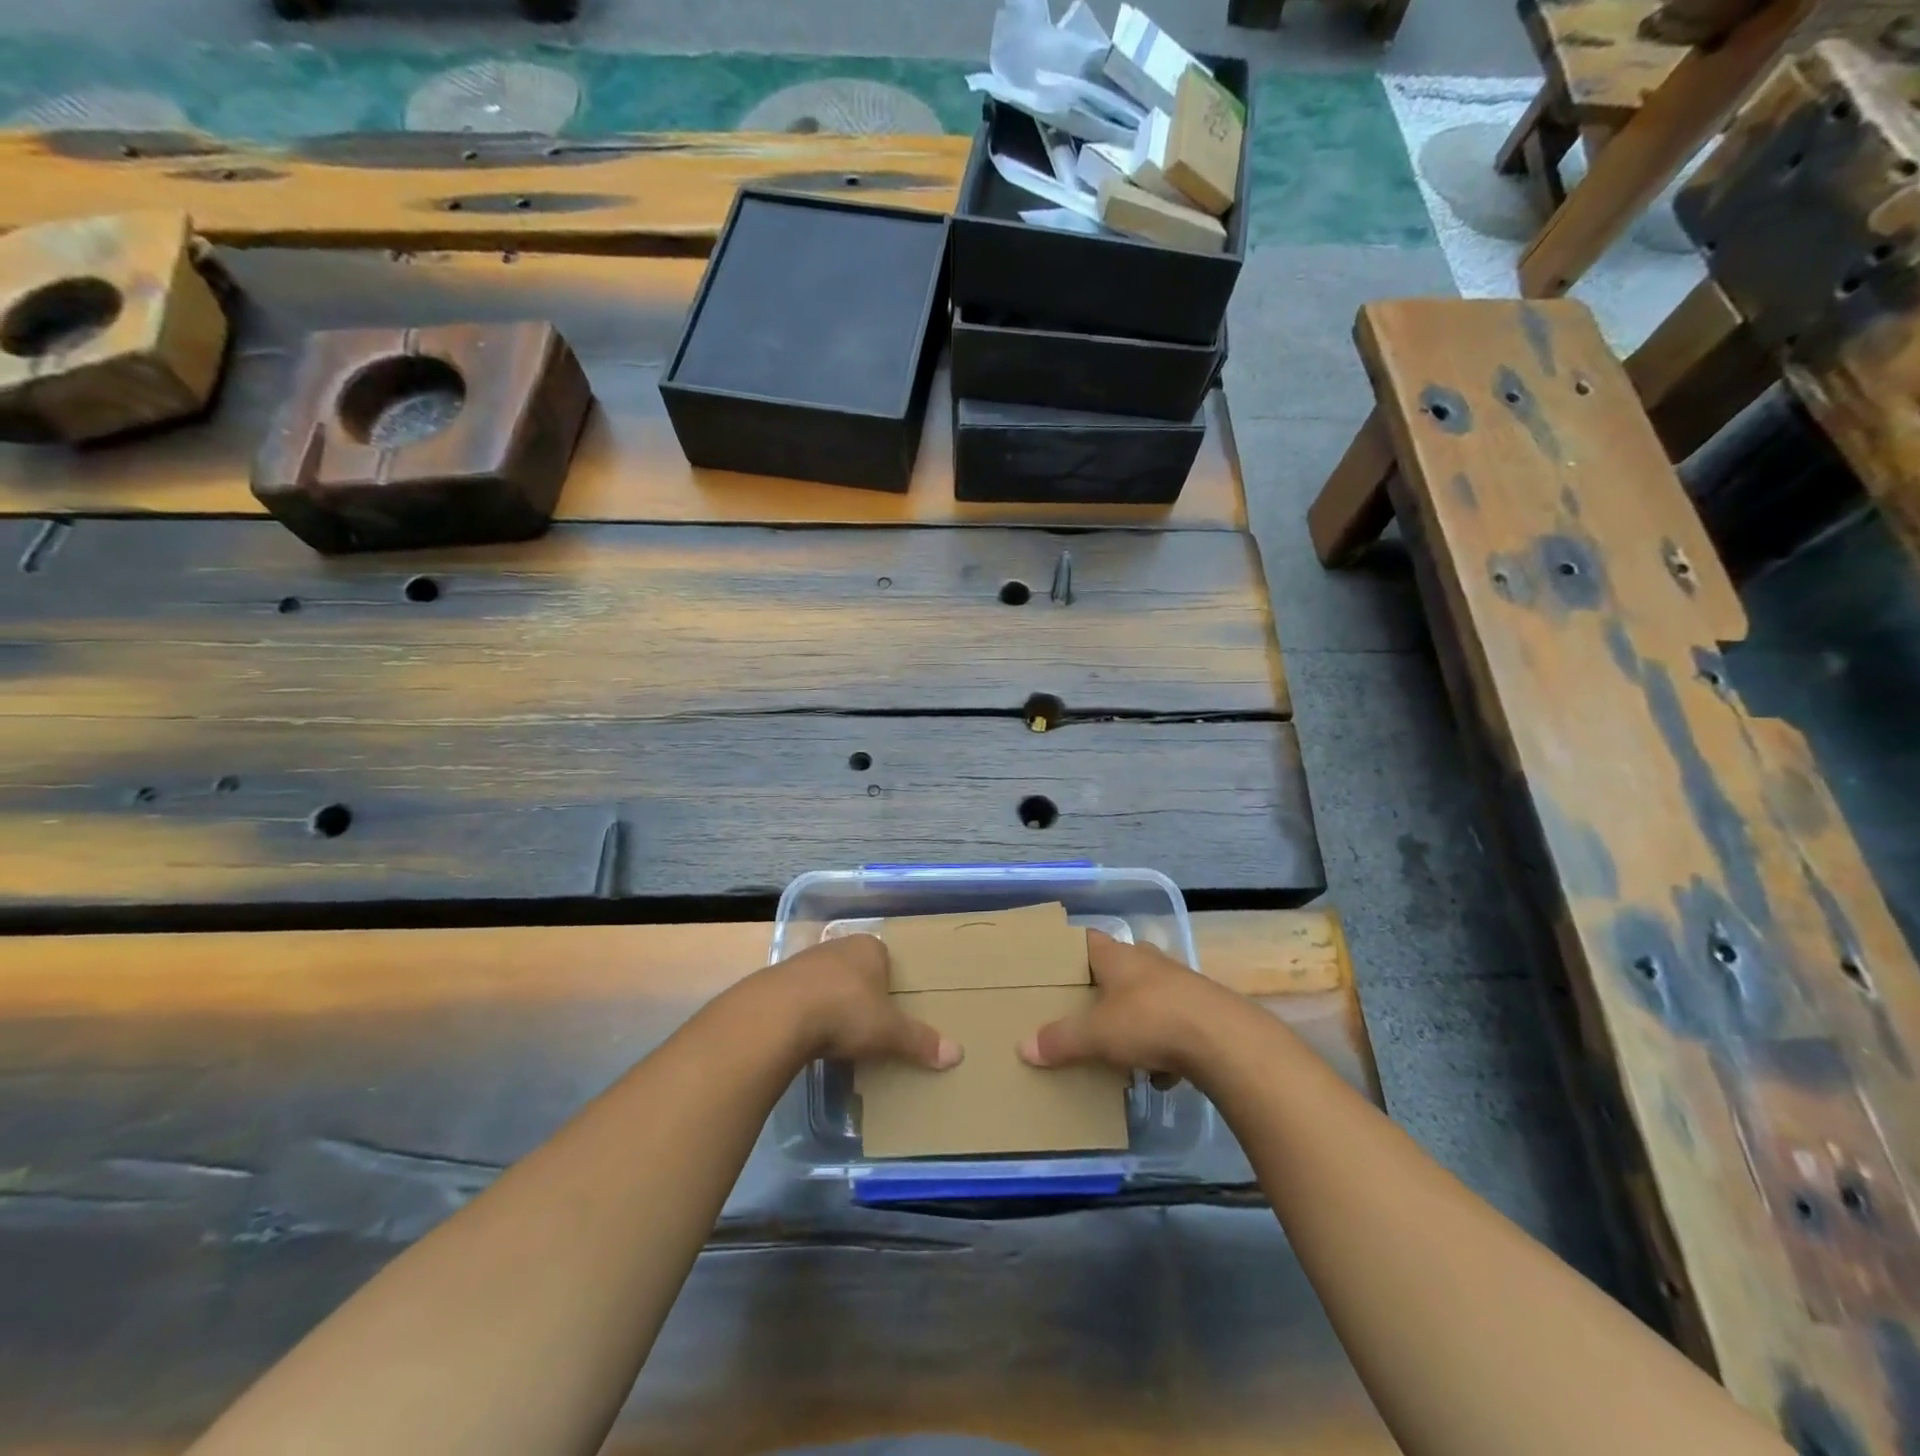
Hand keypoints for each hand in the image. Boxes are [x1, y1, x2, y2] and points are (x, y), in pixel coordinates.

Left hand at [767, 935, 963, 1069]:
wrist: (778, 1016)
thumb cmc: (845, 1012)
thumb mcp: (888, 1031)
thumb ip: (920, 1041)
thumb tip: (958, 1054)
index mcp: (868, 947)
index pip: (885, 958)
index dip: (889, 982)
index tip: (891, 1008)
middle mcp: (836, 946)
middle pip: (856, 969)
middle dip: (860, 992)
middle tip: (868, 1024)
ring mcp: (804, 961)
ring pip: (826, 981)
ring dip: (831, 1003)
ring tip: (838, 1035)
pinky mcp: (777, 982)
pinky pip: (801, 997)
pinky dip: (806, 1014)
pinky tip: (808, 1037)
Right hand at [1018, 931, 1238, 1080]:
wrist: (1224, 1040)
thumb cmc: (1150, 1021)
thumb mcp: (1097, 1035)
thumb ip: (1061, 1040)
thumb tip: (1024, 1047)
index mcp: (1118, 957)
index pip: (1086, 939)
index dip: (1068, 949)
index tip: (1052, 964)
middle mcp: (1148, 961)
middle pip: (1117, 967)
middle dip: (1101, 986)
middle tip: (1079, 1008)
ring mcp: (1179, 984)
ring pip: (1147, 996)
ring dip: (1133, 1017)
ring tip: (1116, 1044)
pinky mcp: (1202, 1012)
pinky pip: (1172, 1024)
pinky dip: (1162, 1045)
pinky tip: (1157, 1072)